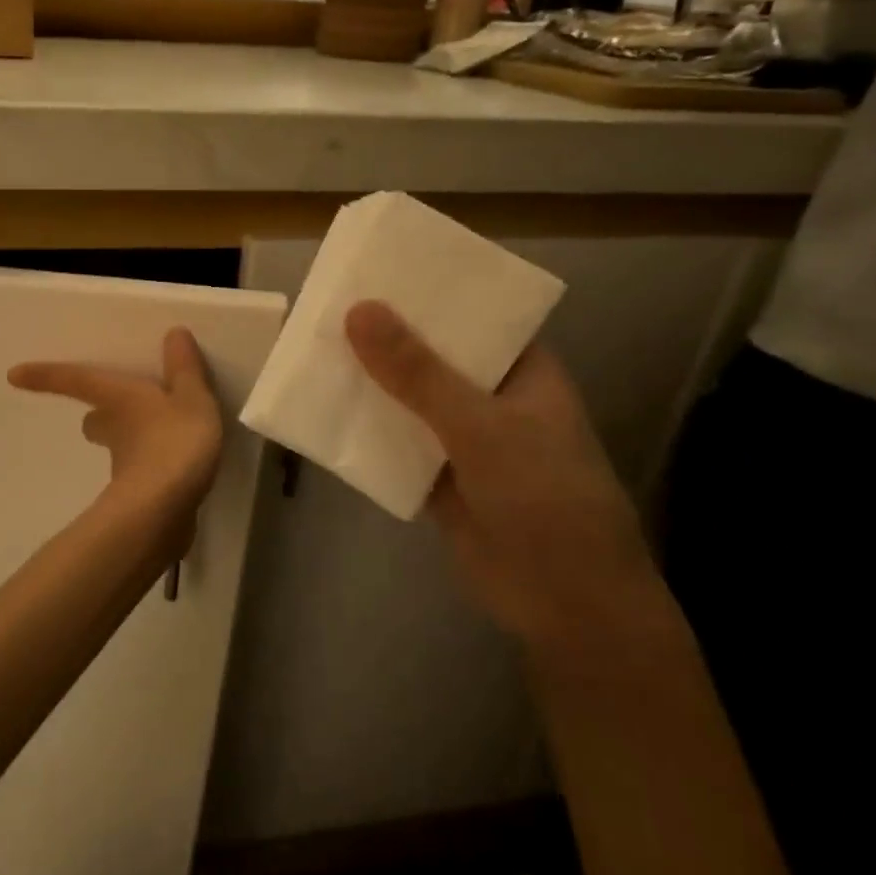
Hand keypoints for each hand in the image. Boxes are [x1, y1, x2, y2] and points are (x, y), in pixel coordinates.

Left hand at [8, 328, 224, 527]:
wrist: (163, 512)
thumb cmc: (173, 442)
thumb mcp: (191, 398)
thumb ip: (185, 369)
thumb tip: (174, 334)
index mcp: (118, 399)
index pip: (75, 382)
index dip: (45, 376)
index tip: (13, 375)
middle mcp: (114, 431)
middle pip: (94, 422)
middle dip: (99, 416)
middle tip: (106, 410)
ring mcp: (123, 469)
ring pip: (117, 449)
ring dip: (128, 442)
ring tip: (155, 436)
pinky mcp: (139, 498)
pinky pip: (142, 475)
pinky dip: (153, 469)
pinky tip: (176, 470)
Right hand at [345, 301, 667, 655]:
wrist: (564, 602)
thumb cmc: (544, 498)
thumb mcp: (481, 426)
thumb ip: (418, 373)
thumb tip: (358, 310)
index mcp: (522, 371)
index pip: (471, 317)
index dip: (425, 295)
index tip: (371, 272)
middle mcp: (492, 399)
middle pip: (431, 359)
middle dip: (384, 341)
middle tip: (324, 310)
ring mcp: (464, 442)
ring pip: (408, 403)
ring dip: (369, 387)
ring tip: (311, 353)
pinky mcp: (438, 480)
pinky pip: (394, 446)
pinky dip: (365, 434)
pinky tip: (321, 415)